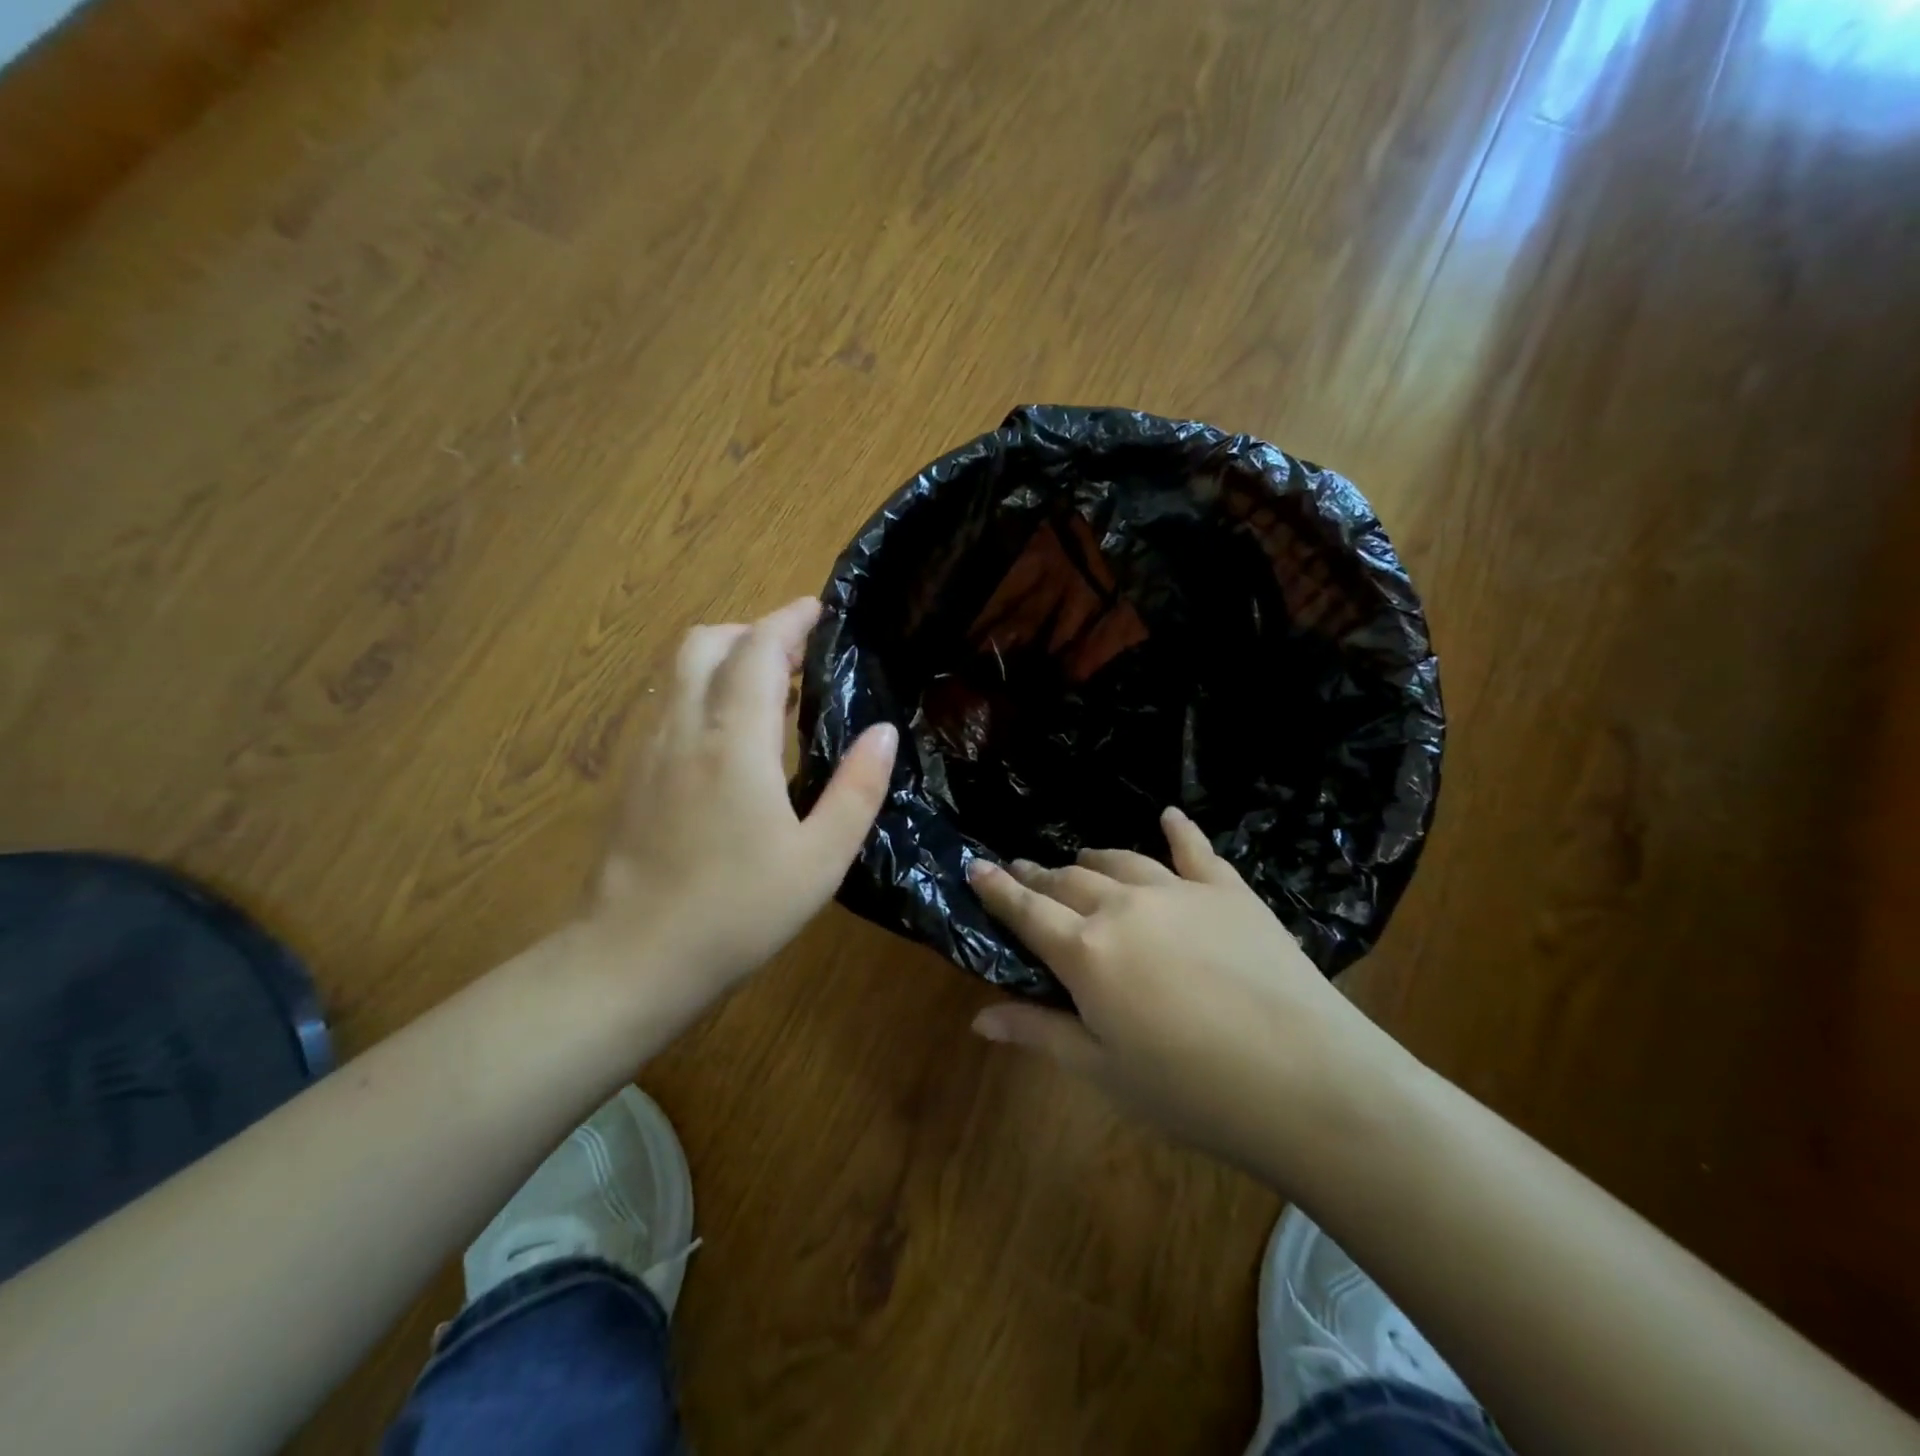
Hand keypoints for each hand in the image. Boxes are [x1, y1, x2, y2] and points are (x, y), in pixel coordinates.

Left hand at [583, 597, 896, 1012]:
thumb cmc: (737, 911)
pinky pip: (669, 706)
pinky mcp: (632, 776)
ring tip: (771, 691)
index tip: (819, 609)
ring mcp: (649, 751)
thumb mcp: (820, 859)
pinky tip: (731, 739)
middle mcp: (684, 729)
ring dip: (725, 659)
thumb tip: (883, 732)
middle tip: (797, 655)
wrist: (632, 959)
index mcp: (734, 742)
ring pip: (680, 672)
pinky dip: (703, 692)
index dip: (789, 620)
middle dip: (752, 631)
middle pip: (705, 642)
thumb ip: (857, 789)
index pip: (757, 649)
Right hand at [967, 808, 1409, 1183]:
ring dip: (1092, 860)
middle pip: (1069, 881)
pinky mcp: (1228, 890)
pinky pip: (1195, 849)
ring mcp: (1178, 891)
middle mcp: (1124, 907)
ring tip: (1079, 862)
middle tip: (1022, 872)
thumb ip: (1039, 1033)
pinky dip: (1178, 830)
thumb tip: (978, 1017)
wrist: (1308, 1080)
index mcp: (1086, 952)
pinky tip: (1169, 815)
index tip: (975, 867)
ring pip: (1120, 862)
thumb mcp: (1104, 1071)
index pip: (1026, 911)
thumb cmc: (1193, 1091)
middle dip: (1039, 876)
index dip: (996, 889)